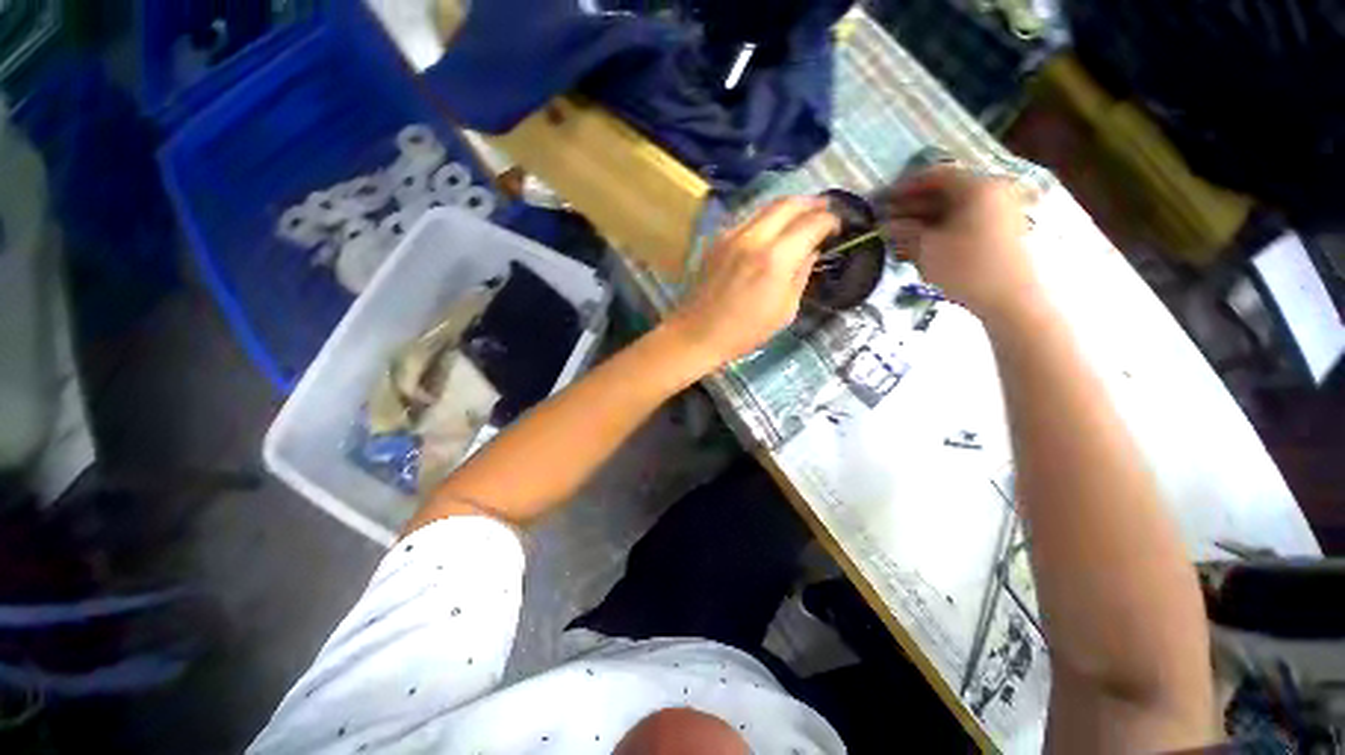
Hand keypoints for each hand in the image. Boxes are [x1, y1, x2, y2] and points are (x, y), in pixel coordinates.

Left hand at [666, 197, 839, 368]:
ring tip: (802, 214)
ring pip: (767, 206)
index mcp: (776, 259)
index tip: (838, 226)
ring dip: (789, 206)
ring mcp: (732, 235)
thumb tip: (811, 251)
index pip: (812, 223)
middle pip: (789, 203)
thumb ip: (801, 275)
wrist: (697, 333)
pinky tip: (772, 229)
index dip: (830, 221)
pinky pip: (748, 219)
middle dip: (812, 203)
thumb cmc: (744, 332)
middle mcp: (754, 238)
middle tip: (826, 209)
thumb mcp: (785, 311)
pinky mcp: (717, 240)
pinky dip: (766, 217)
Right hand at [878, 166, 1038, 320]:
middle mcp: (991, 192)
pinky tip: (919, 246)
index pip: (936, 176)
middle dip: (912, 207)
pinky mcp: (999, 232)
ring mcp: (998, 212)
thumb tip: (887, 224)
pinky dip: (940, 231)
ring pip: (953, 210)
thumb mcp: (928, 248)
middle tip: (886, 221)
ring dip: (923, 221)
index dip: (905, 187)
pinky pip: (964, 223)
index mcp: (977, 187)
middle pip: (945, 193)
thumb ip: (906, 231)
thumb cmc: (967, 267)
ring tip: (898, 238)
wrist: (1012, 298)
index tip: (883, 200)